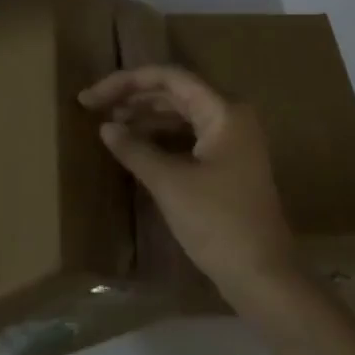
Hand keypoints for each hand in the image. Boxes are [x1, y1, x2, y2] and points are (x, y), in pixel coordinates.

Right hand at [79, 66, 302, 312]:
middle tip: (93, 108)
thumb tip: (106, 128)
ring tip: (110, 127)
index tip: (91, 97)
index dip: (126, 82)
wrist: (263, 277)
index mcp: (223, 111)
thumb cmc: (218, 223)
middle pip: (175, 93)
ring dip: (145, 118)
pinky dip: (160, 139)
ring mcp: (232, 142)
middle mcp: (231, 117)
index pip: (169, 77)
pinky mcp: (228, 165)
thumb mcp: (170, 184)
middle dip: (133, 98)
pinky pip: (188, 137)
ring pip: (181, 115)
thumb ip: (135, 150)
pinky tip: (135, 148)